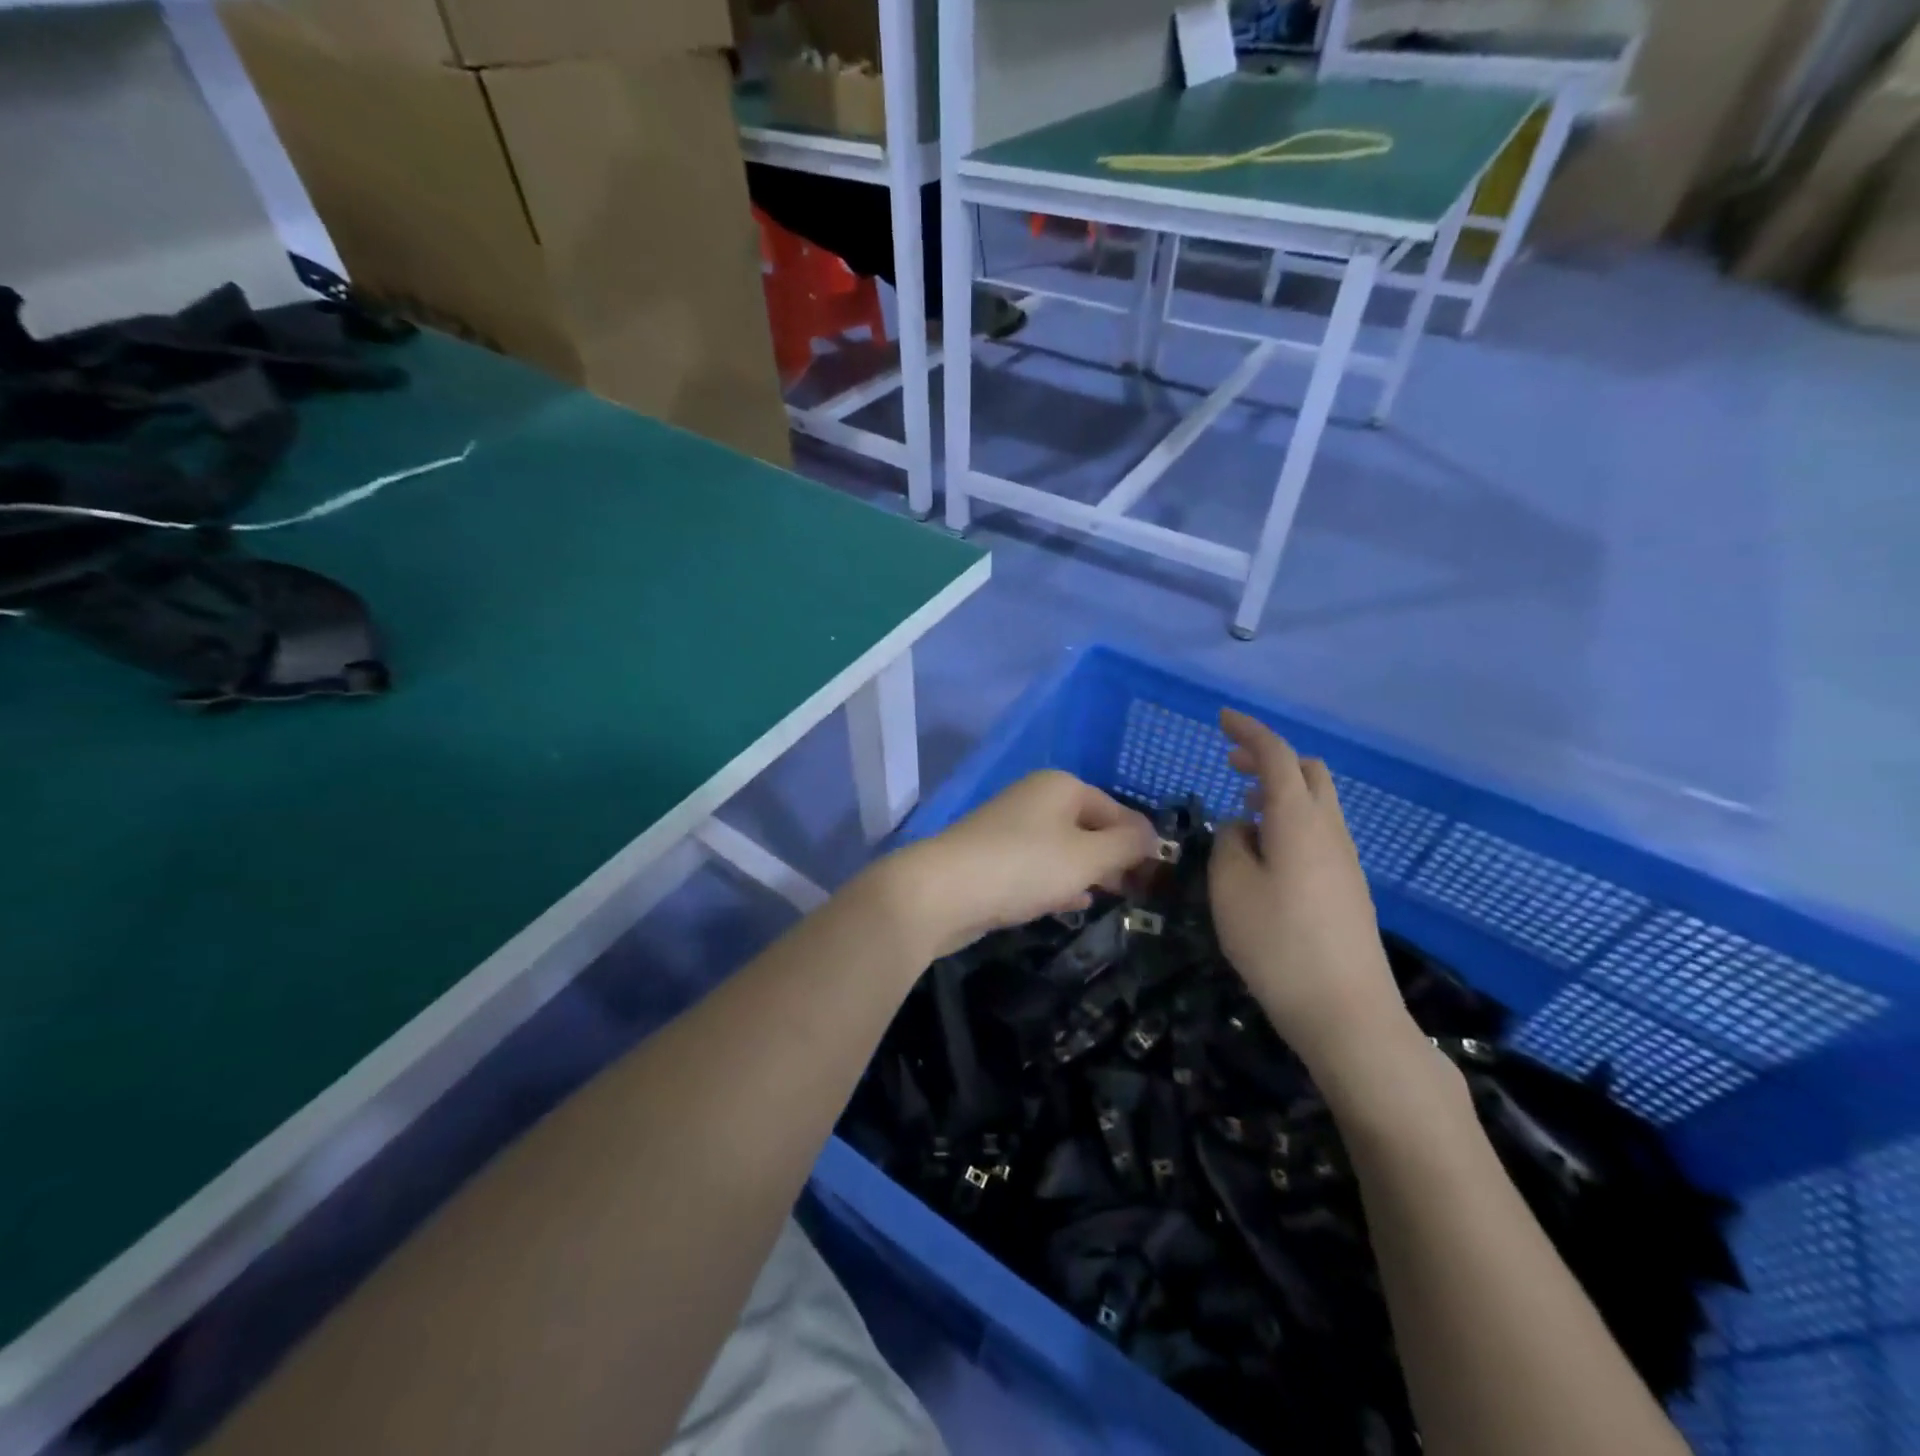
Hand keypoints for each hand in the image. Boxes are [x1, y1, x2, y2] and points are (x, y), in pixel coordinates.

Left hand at [892, 771, 1157, 957]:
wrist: (943, 891)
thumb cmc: (1024, 866)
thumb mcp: (1087, 857)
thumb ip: (1127, 845)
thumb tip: (1153, 837)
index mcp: (1062, 786)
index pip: (1119, 811)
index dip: (1143, 842)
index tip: (1161, 879)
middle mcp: (1037, 798)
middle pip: (1091, 827)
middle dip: (1116, 858)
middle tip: (1140, 894)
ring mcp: (1012, 827)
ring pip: (1065, 849)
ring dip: (1089, 872)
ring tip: (1113, 900)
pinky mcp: (994, 857)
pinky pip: (1040, 866)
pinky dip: (1059, 882)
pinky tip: (1074, 905)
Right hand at [1208, 710, 1416, 1078]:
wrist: (1346, 1012)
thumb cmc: (1277, 943)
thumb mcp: (1230, 888)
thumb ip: (1230, 844)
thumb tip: (1242, 828)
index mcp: (1298, 820)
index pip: (1276, 756)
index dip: (1249, 731)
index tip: (1221, 718)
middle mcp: (1329, 830)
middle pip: (1307, 771)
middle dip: (1268, 757)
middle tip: (1229, 763)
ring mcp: (1345, 859)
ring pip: (1316, 801)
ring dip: (1280, 789)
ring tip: (1242, 805)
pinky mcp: (1348, 886)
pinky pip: (1319, 830)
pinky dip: (1290, 818)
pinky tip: (1265, 850)